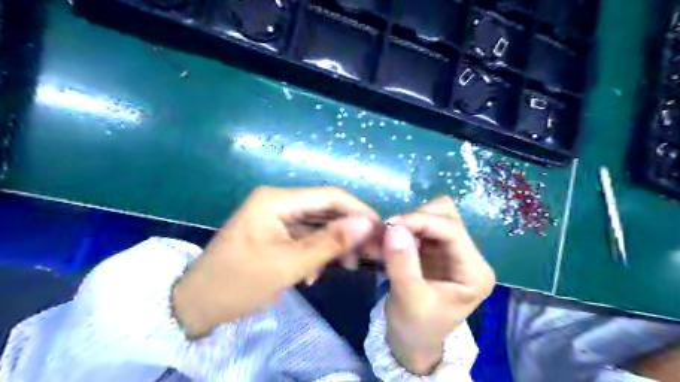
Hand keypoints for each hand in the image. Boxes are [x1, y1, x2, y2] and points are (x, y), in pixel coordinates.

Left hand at [173, 185, 379, 336]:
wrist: (197, 304)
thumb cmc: (240, 282)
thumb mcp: (289, 264)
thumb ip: (330, 241)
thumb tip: (367, 224)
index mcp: (277, 199)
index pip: (329, 196)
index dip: (359, 210)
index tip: (381, 231)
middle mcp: (278, 201)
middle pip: (325, 209)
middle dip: (349, 230)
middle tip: (369, 253)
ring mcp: (276, 216)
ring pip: (317, 224)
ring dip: (334, 243)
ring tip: (347, 266)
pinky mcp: (275, 231)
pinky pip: (305, 236)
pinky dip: (317, 251)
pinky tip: (316, 273)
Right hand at [382, 195, 495, 373]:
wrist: (412, 343)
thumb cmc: (415, 328)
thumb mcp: (409, 300)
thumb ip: (402, 264)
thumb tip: (394, 227)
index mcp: (474, 272)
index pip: (453, 230)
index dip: (421, 220)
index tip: (391, 224)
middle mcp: (469, 256)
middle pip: (447, 215)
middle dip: (416, 219)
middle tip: (390, 233)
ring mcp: (452, 250)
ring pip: (434, 215)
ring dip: (410, 222)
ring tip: (390, 238)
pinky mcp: (436, 249)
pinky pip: (422, 225)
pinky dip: (406, 227)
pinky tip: (392, 241)